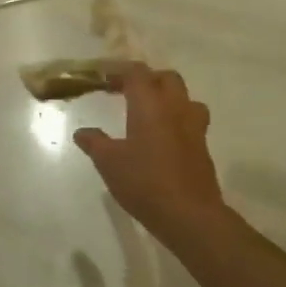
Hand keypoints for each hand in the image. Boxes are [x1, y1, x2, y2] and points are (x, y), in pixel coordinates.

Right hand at [73, 65, 225, 250]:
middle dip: (147, 80)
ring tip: (150, 113)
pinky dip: (176, 121)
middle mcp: (176, 109)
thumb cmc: (145, 182)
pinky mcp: (203, 148)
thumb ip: (94, 143)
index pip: (137, 72)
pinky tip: (162, 139)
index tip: (103, 79)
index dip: (120, 71)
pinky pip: (191, 121)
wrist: (190, 215)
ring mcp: (194, 128)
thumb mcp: (109, 163)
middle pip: (167, 78)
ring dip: (168, 98)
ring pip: (185, 98)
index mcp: (150, 105)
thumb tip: (82, 132)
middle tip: (127, 92)